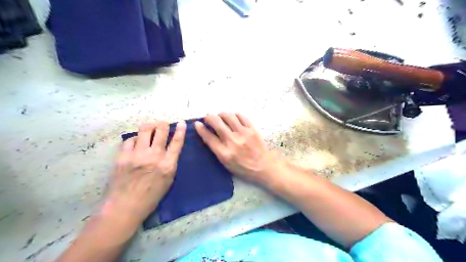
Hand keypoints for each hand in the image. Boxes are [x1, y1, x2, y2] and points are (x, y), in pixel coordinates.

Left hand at [105, 120, 185, 224]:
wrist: (124, 207)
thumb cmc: (150, 198)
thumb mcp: (168, 181)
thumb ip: (169, 164)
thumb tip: (168, 151)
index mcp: (168, 165)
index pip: (177, 142)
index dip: (180, 130)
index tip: (182, 122)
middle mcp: (154, 156)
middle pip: (161, 131)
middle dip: (163, 124)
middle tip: (162, 125)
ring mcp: (137, 154)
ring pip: (145, 130)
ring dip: (149, 127)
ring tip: (150, 129)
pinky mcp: (123, 156)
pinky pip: (130, 140)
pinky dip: (134, 139)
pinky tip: (135, 144)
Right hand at [194, 113, 282, 183]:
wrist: (263, 167)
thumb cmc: (243, 168)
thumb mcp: (226, 164)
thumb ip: (216, 150)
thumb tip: (208, 136)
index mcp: (224, 153)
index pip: (208, 137)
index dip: (200, 128)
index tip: (197, 124)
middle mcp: (232, 141)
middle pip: (216, 122)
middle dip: (209, 117)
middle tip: (208, 118)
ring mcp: (243, 133)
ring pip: (228, 116)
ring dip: (221, 114)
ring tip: (220, 117)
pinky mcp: (252, 129)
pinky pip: (241, 116)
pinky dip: (234, 115)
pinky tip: (233, 117)